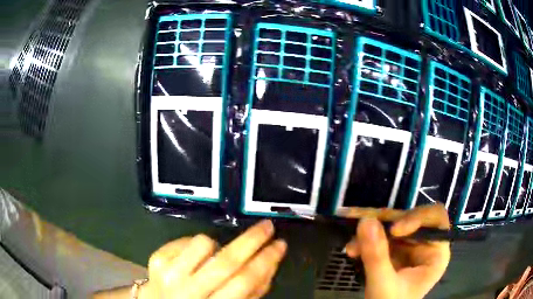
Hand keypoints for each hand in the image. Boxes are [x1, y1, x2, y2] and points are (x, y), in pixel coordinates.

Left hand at [140, 220, 286, 298]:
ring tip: (214, 256)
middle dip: (251, 241)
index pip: (244, 282)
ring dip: (216, 245)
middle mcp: (188, 291)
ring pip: (203, 243)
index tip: (280, 244)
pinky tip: (195, 258)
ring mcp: (168, 274)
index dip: (265, 261)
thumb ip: (252, 291)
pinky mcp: (156, 259)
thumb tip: (270, 262)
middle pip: (225, 262)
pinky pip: (185, 240)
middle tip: (267, 226)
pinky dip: (197, 246)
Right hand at [343, 204, 450, 298]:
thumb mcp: (384, 285)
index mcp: (435, 252)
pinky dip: (364, 239)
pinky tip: (351, 249)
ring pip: (391, 225)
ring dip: (369, 231)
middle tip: (360, 223)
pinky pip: (380, 235)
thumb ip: (377, 257)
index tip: (394, 230)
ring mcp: (408, 246)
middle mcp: (424, 244)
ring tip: (350, 246)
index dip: (417, 217)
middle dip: (384, 223)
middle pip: (409, 218)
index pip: (436, 219)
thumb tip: (366, 221)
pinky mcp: (393, 250)